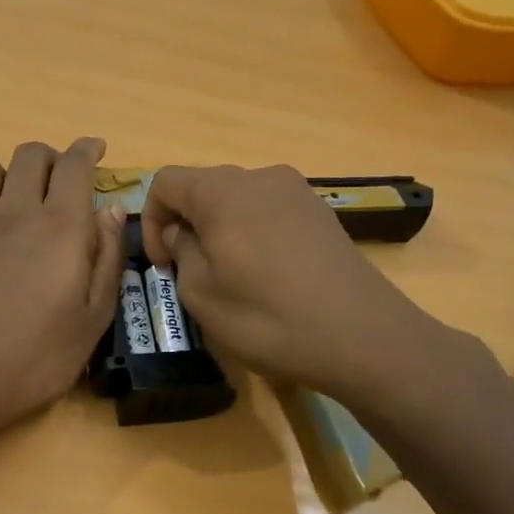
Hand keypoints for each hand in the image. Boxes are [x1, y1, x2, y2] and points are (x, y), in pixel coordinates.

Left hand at [0, 138, 125, 435]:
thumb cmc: (38, 357)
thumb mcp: (94, 318)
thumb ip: (107, 258)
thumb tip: (111, 210)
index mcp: (59, 225)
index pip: (74, 164)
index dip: (87, 150)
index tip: (96, 150)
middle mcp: (12, 212)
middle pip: (29, 154)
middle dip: (49, 159)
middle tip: (57, 185)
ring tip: (8, 203)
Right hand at [140, 164, 450, 396]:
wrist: (361, 336)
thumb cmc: (266, 317)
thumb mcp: (201, 294)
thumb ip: (181, 252)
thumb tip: (182, 233)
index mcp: (221, 191)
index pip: (165, 182)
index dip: (152, 221)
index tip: (162, 264)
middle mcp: (259, 177)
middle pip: (203, 187)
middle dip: (187, 225)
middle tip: (190, 273)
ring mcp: (296, 192)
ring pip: (238, 200)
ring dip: (220, 230)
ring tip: (230, 276)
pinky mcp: (320, 212)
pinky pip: (269, 212)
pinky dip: (253, 234)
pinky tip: (267, 275)